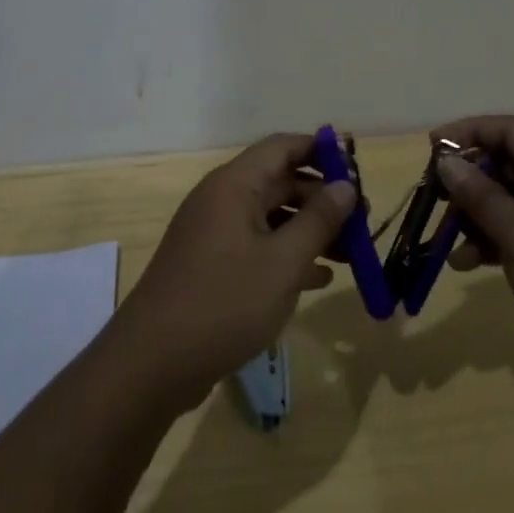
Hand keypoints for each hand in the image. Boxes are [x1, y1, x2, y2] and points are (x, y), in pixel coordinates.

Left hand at [115, 133, 355, 413]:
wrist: (151, 366)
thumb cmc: (223, 303)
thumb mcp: (283, 263)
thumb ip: (318, 220)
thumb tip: (346, 186)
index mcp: (235, 184)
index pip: (284, 146)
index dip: (321, 151)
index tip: (357, 171)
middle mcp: (223, 199)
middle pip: (281, 182)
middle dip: (323, 200)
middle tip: (362, 224)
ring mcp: (215, 234)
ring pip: (272, 218)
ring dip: (310, 231)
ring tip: (350, 255)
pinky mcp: (212, 267)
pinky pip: (258, 247)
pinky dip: (288, 256)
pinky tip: (319, 279)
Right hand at [434, 116, 513, 389]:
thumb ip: (480, 195)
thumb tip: (446, 160)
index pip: (509, 130)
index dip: (469, 131)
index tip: (432, 148)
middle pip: (506, 164)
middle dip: (468, 178)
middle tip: (435, 198)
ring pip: (509, 201)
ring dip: (476, 215)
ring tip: (446, 239)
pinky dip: (492, 242)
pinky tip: (468, 265)